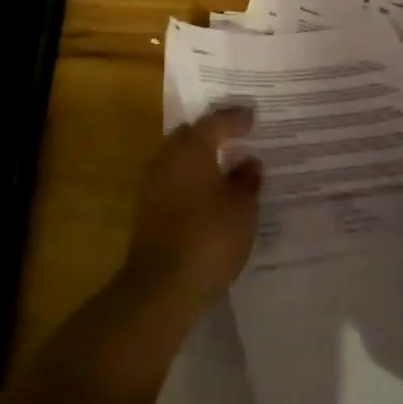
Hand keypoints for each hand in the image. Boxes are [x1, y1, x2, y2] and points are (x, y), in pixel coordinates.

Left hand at [122, 107, 262, 313]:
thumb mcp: (242, 209)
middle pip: (190, 136)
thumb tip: (248, 163)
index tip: (253, 117)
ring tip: (228, 165)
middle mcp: (167, 160)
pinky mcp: (149, 211)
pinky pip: (176, 182)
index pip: (214, 123)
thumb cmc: (209, 238)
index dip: (234, 119)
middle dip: (213, 134)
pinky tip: (212, 194)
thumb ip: (246, 181)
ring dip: (202, 159)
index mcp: (190, 150)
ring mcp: (153, 186)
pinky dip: (194, 181)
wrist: (162, 286)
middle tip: (238, 135)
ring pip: (181, 160)